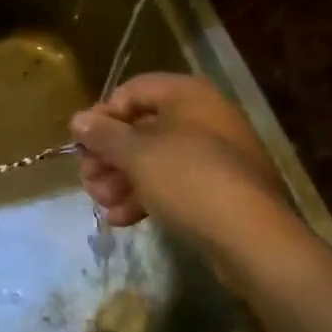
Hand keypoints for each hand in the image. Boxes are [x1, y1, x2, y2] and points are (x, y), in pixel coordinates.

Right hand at [71, 73, 290, 253]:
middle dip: (109, 155)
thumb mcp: (138, 155)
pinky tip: (121, 218)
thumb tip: (78, 120)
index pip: (133, 91)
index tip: (83, 144)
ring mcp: (214, 156)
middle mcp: (203, 118)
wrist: (253, 240)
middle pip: (142, 128)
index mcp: (188, 96)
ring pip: (155, 159)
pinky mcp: (219, 191)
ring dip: (122, 179)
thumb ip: (104, 135)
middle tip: (87, 178)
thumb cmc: (190, 180)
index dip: (104, 115)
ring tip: (101, 203)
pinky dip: (146, 196)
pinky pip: (174, 184)